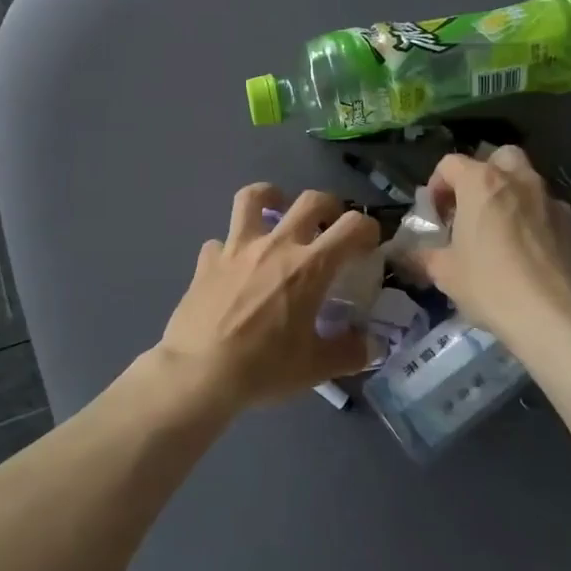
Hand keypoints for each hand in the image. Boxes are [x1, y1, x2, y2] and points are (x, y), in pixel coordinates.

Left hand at [159, 184, 380, 410]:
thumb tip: (371, 345)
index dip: (368, 228)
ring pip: (253, 197)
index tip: (369, 243)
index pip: (352, 227)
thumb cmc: (263, 368)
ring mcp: (237, 248)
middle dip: (329, 206)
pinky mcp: (207, 260)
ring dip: (271, 197)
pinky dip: (231, 247)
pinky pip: (221, 241)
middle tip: (330, 226)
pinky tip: (234, 267)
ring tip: (277, 211)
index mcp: (309, 267)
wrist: (199, 374)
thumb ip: (350, 353)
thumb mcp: (316, 368)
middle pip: (310, 200)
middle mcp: (275, 246)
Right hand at [406, 146, 570, 343]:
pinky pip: (547, 209)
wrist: (554, 315)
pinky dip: (535, 220)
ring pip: (527, 182)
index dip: (437, 185)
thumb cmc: (490, 285)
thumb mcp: (444, 273)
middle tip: (473, 208)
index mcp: (481, 183)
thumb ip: (421, 256)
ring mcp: (550, 200)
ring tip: (501, 232)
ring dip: (511, 196)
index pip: (451, 163)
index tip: (436, 214)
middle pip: (498, 158)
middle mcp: (518, 180)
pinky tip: (529, 252)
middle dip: (483, 175)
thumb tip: (402, 254)